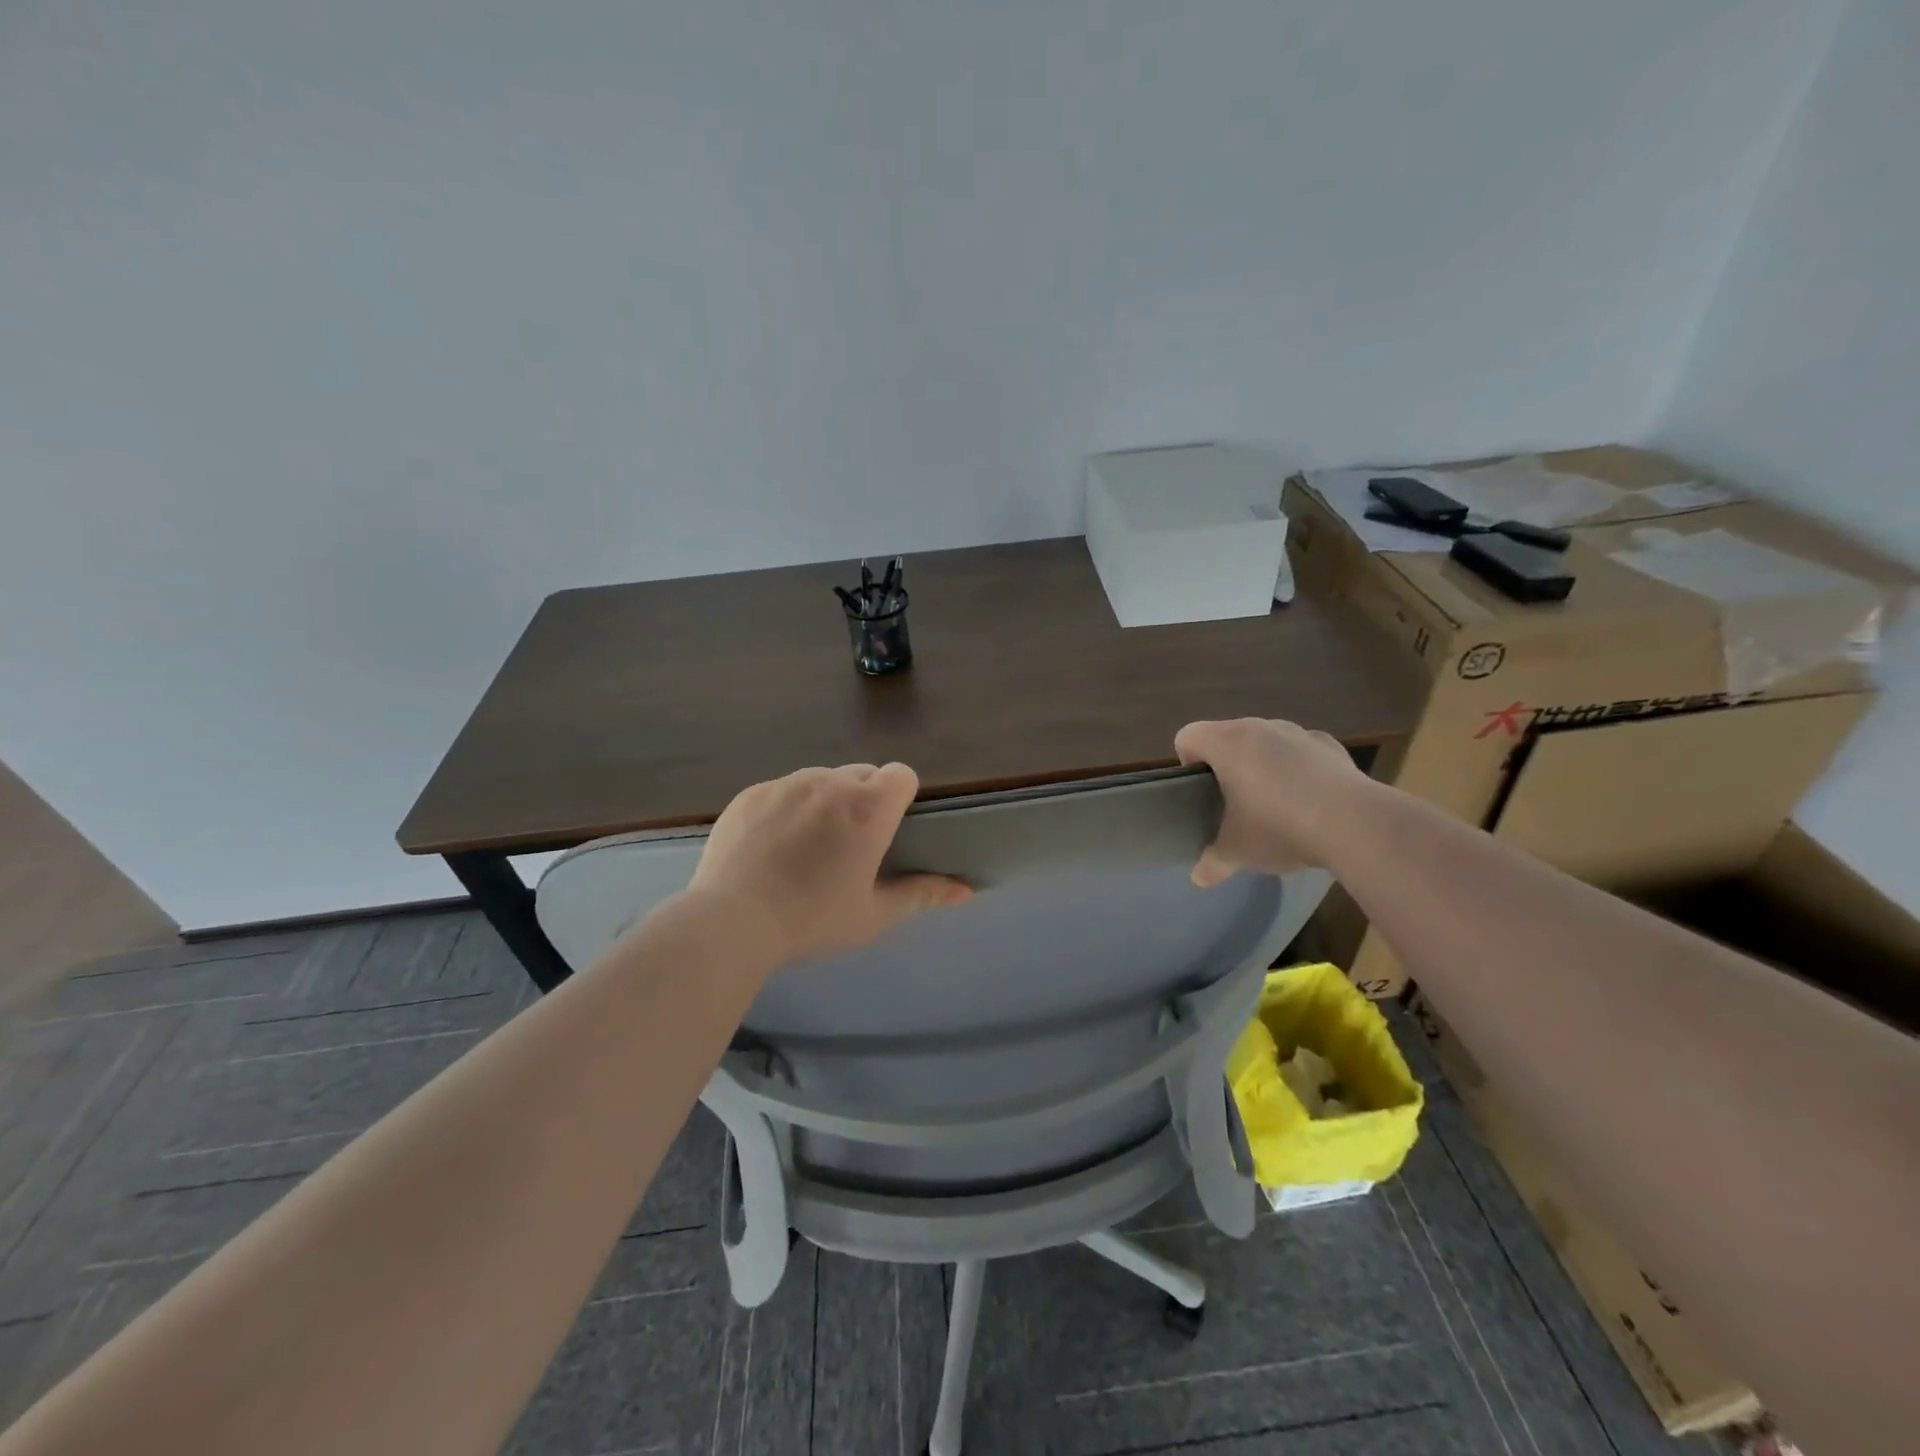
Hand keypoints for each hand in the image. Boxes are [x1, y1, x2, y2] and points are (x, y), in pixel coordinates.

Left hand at [688, 763, 972, 964]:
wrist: (732, 922)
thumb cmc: (813, 920)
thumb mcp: (874, 915)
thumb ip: (923, 894)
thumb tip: (967, 890)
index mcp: (868, 808)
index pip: (901, 774)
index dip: (900, 796)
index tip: (889, 828)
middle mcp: (830, 783)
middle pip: (862, 773)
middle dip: (864, 799)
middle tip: (850, 844)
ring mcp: (786, 784)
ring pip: (821, 779)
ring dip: (826, 800)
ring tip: (807, 844)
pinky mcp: (751, 793)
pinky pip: (783, 789)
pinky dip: (787, 808)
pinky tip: (772, 845)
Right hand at [1174, 718, 1374, 883]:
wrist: (1355, 824)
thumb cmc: (1279, 827)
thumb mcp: (1238, 851)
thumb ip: (1213, 861)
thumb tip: (1198, 878)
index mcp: (1227, 743)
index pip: (1188, 736)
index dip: (1187, 763)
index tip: (1202, 793)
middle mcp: (1259, 728)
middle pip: (1226, 735)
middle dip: (1225, 765)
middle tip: (1233, 803)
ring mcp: (1298, 733)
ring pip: (1265, 741)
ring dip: (1261, 764)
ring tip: (1274, 803)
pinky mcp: (1330, 745)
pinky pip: (1301, 751)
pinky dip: (1297, 768)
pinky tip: (1308, 799)